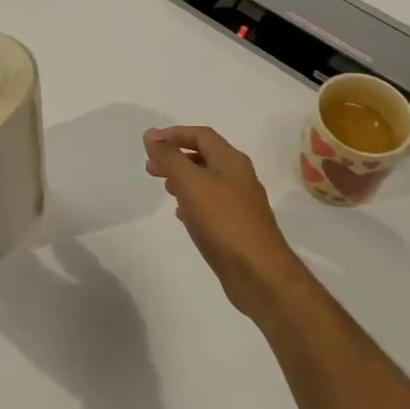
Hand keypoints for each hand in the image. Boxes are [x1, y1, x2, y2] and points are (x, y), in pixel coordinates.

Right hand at [144, 126, 309, 322]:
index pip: (201, 135)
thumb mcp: (191, 183)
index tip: (150, 144)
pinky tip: (182, 215)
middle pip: (204, 156)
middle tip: (151, 168)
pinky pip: (212, 205)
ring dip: (184, 179)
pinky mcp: (238, 227)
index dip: (174, 134)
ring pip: (207, 181)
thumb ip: (170, 157)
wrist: (259, 274)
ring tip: (165, 189)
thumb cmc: (223, 221)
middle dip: (176, 158)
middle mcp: (239, 177)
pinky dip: (193, 202)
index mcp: (231, 160)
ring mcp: (241, 203)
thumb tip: (151, 135)